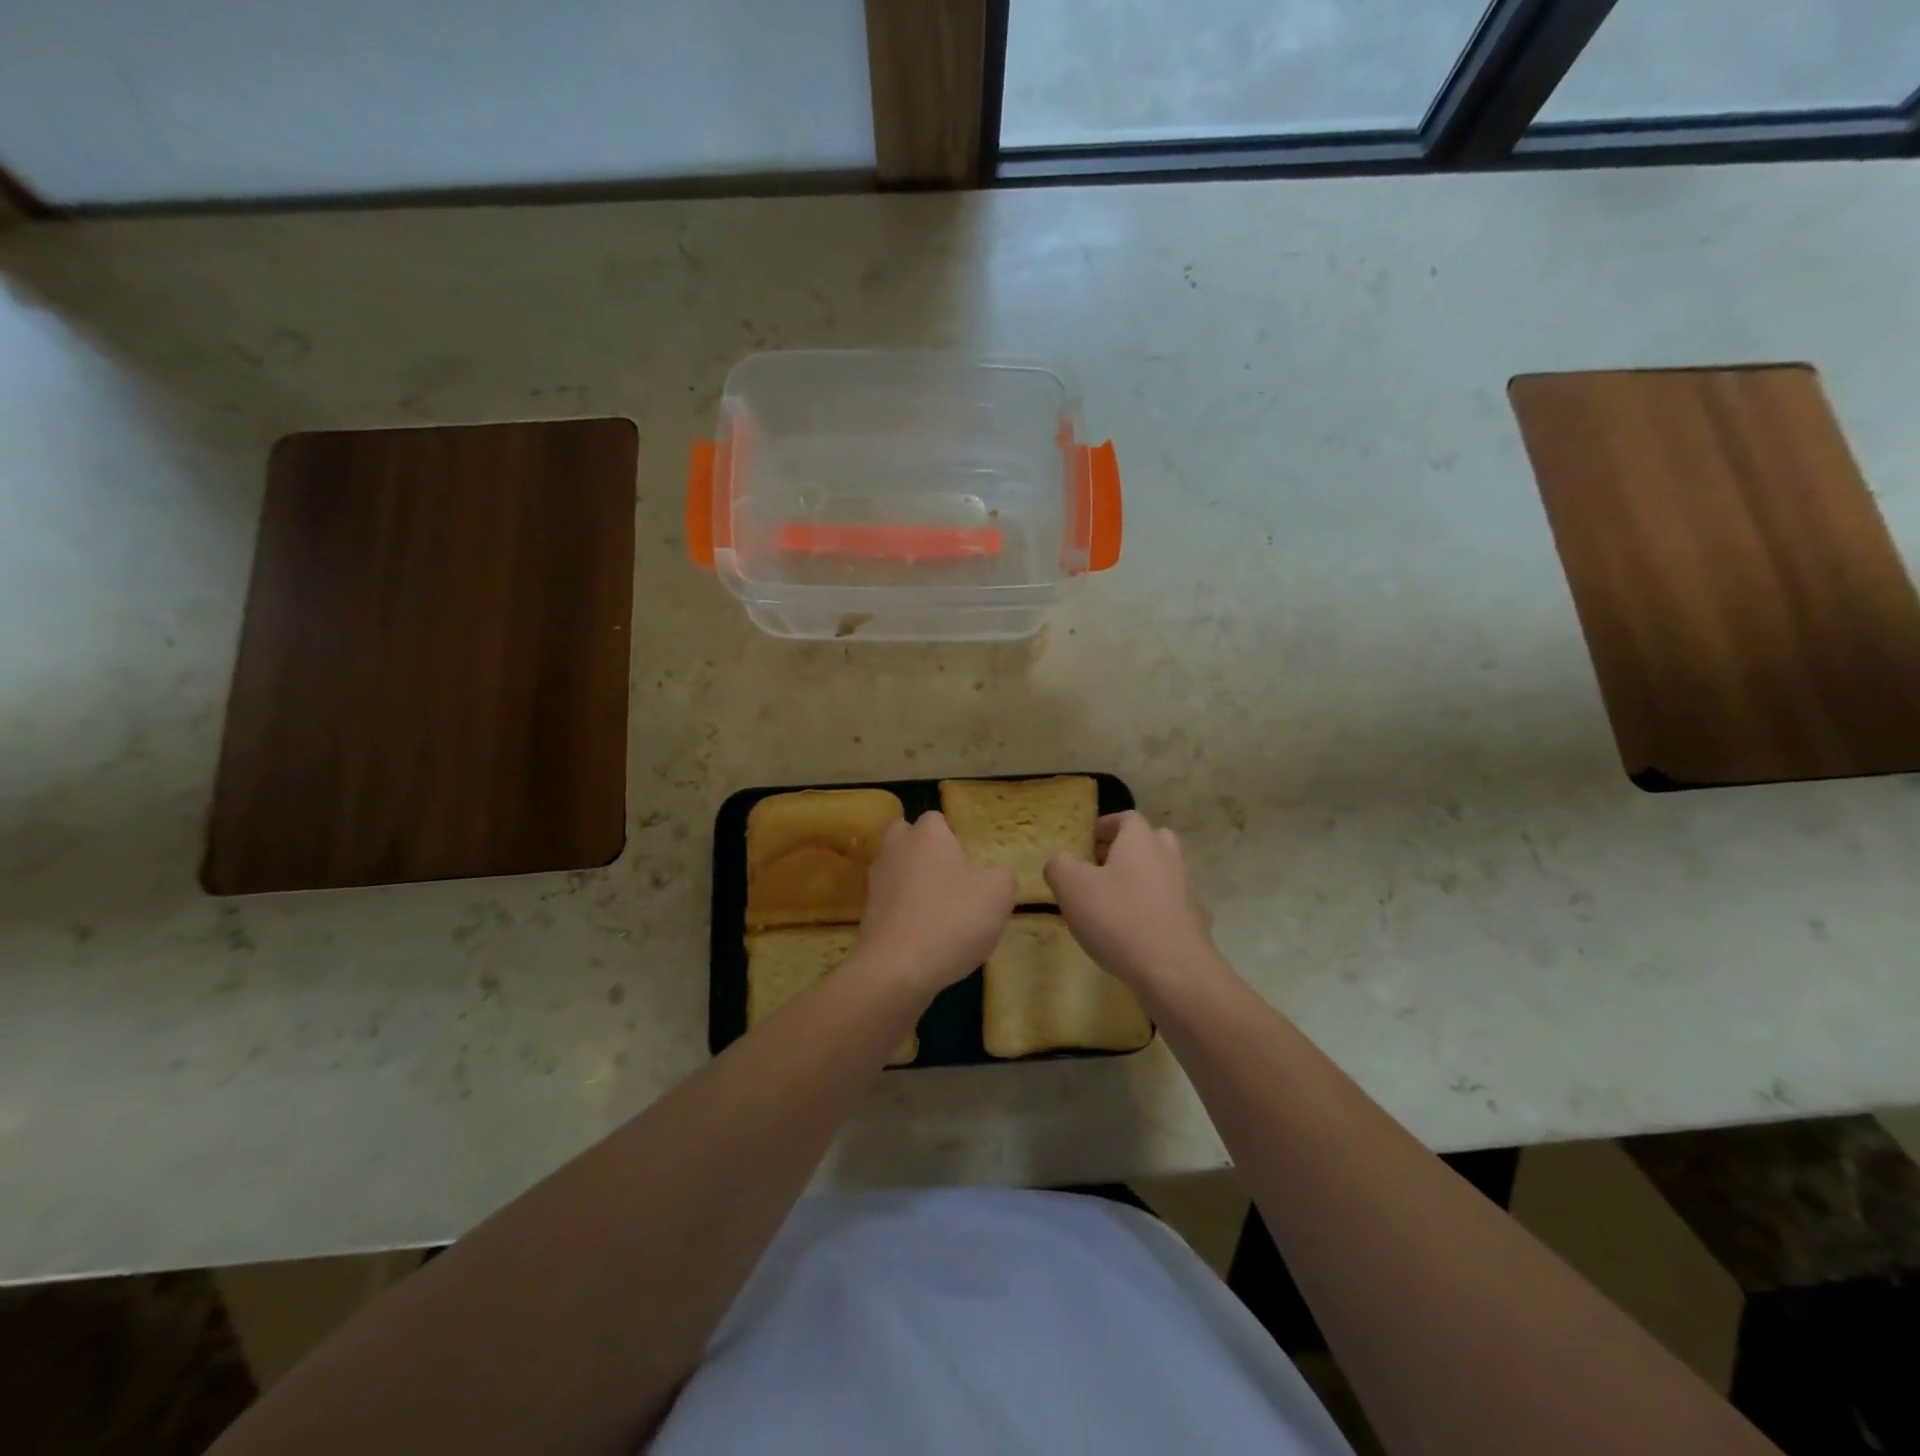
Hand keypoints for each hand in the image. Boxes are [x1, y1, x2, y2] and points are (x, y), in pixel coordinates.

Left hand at [856, 812, 1016, 997]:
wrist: (897, 970)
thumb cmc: (952, 919)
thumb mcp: (998, 893)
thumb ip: (1002, 874)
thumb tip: (994, 873)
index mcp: (926, 835)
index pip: (936, 818)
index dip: (953, 835)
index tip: (970, 858)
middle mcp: (896, 850)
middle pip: (906, 836)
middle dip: (923, 849)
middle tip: (951, 874)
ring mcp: (877, 883)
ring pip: (897, 869)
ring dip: (914, 881)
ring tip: (942, 908)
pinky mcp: (868, 915)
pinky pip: (892, 902)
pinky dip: (906, 911)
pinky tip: (927, 934)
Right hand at [1045, 811, 1218, 993]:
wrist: (1174, 970)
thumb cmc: (1118, 918)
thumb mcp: (1071, 888)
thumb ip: (1059, 866)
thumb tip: (1059, 861)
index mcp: (1140, 841)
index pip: (1127, 818)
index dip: (1107, 824)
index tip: (1091, 837)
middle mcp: (1169, 857)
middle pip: (1152, 840)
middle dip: (1129, 848)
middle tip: (1104, 864)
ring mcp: (1187, 890)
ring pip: (1164, 872)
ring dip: (1143, 879)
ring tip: (1116, 901)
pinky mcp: (1196, 922)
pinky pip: (1172, 905)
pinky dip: (1155, 909)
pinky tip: (1137, 931)